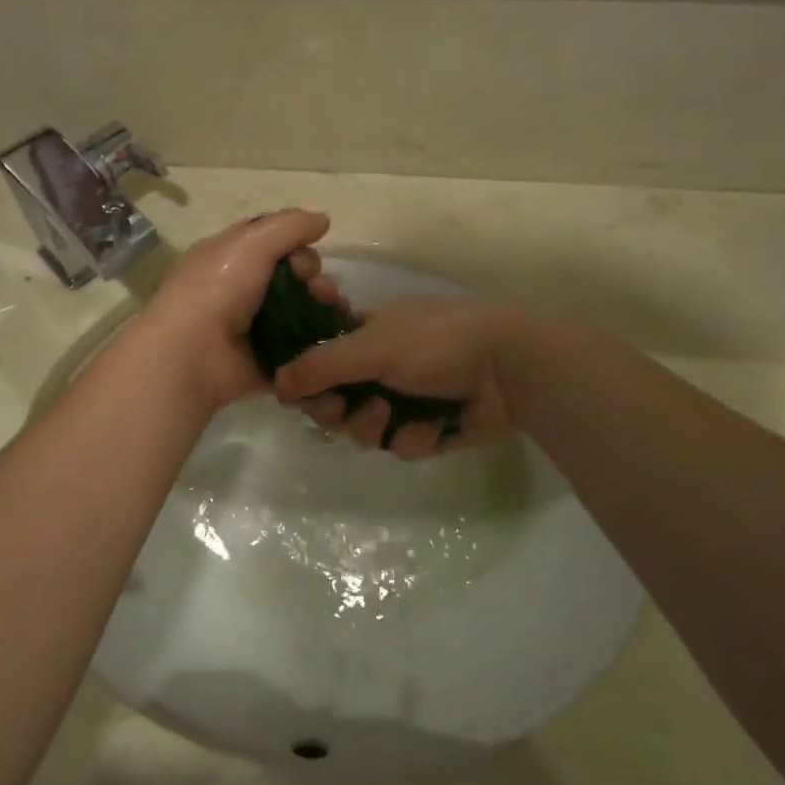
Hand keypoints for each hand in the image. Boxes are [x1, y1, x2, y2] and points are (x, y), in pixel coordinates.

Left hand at [137, 210, 346, 411]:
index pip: (270, 241)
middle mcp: (239, 289)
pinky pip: (300, 347)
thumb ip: (290, 226)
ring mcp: (252, 327)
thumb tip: (324, 220)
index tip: (306, 255)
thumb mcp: (251, 242)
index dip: (295, 244)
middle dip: (313, 279)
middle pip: (290, 276)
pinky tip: (333, 339)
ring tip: (334, 314)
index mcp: (227, 257)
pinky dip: (318, 342)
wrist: (193, 356)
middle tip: (321, 292)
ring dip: (321, 309)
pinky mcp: (265, 361)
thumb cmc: (218, 290)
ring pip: (299, 311)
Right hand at [272, 296, 523, 459]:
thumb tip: (276, 383)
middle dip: (340, 412)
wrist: (508, 367)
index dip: (308, 384)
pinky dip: (416, 437)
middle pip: (336, 405)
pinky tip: (436, 424)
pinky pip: (403, 445)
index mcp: (363, 338)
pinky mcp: (429, 431)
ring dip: (374, 427)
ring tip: (394, 416)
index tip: (305, 395)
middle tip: (349, 409)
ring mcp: (405, 401)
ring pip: (365, 432)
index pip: (318, 365)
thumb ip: (321, 364)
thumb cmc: (436, 342)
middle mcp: (379, 370)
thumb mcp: (372, 345)